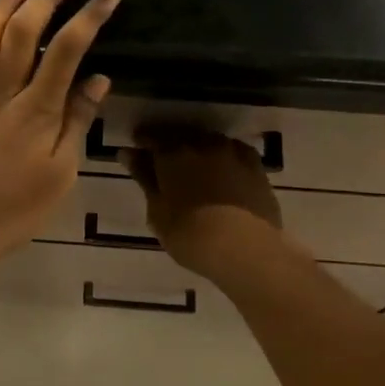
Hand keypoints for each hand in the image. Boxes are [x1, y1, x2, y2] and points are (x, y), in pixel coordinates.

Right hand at [124, 128, 284, 281]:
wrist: (247, 250)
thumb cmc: (192, 236)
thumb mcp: (158, 212)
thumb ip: (145, 179)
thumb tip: (128, 154)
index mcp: (172, 154)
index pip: (151, 137)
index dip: (142, 143)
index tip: (136, 151)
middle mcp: (202, 143)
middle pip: (181, 136)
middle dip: (170, 144)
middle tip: (165, 162)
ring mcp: (232, 151)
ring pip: (208, 141)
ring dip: (198, 149)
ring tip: (195, 168)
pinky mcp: (256, 165)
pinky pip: (233, 152)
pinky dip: (224, 157)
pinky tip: (223, 171)